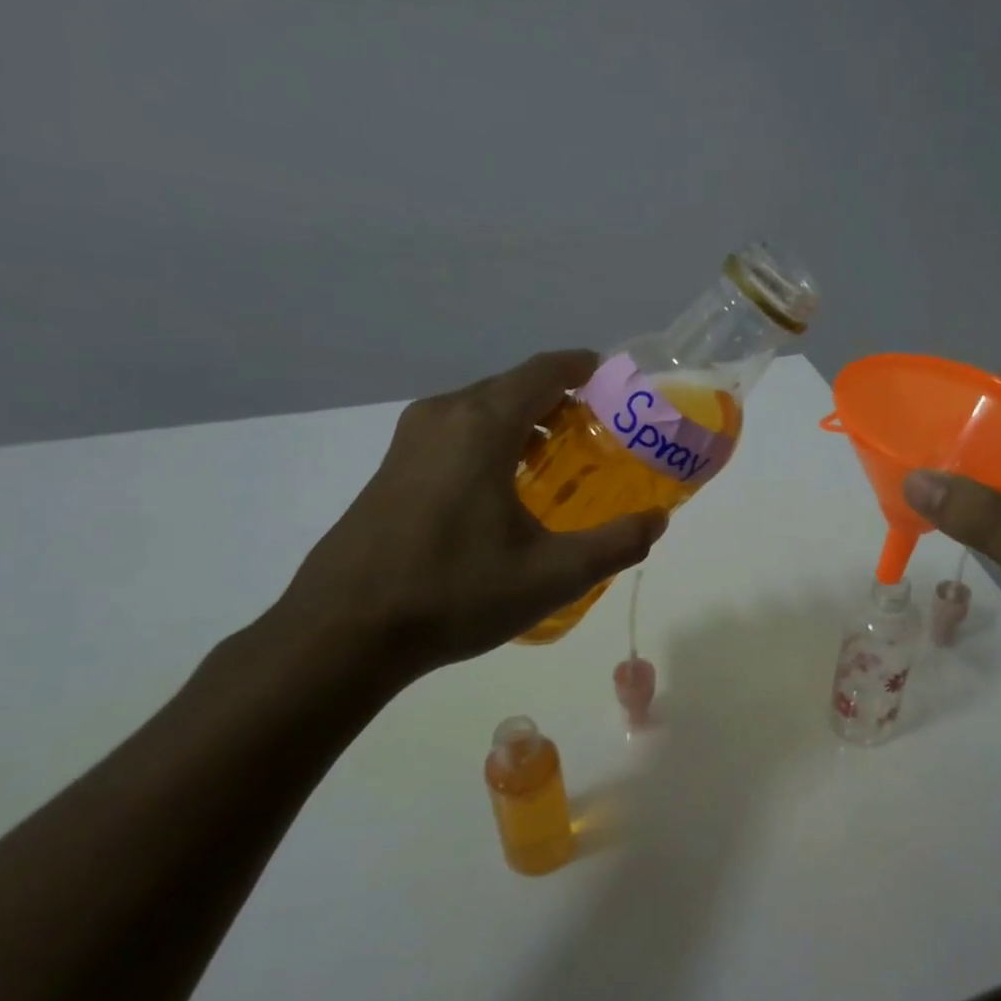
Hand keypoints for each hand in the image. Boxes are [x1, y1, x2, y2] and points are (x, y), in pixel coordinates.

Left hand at [273, 350, 665, 682]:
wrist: (343, 632)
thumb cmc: (454, 592)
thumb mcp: (552, 575)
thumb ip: (615, 544)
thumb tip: (657, 521)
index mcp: (482, 425)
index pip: (544, 370)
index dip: (584, 367)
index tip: (617, 383)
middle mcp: (444, 416)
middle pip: (513, 387)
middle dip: (561, 401)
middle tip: (602, 434)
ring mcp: (410, 440)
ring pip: (483, 409)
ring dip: (526, 422)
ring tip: (561, 460)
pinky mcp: (393, 467)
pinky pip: (457, 432)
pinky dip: (494, 440)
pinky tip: (509, 488)